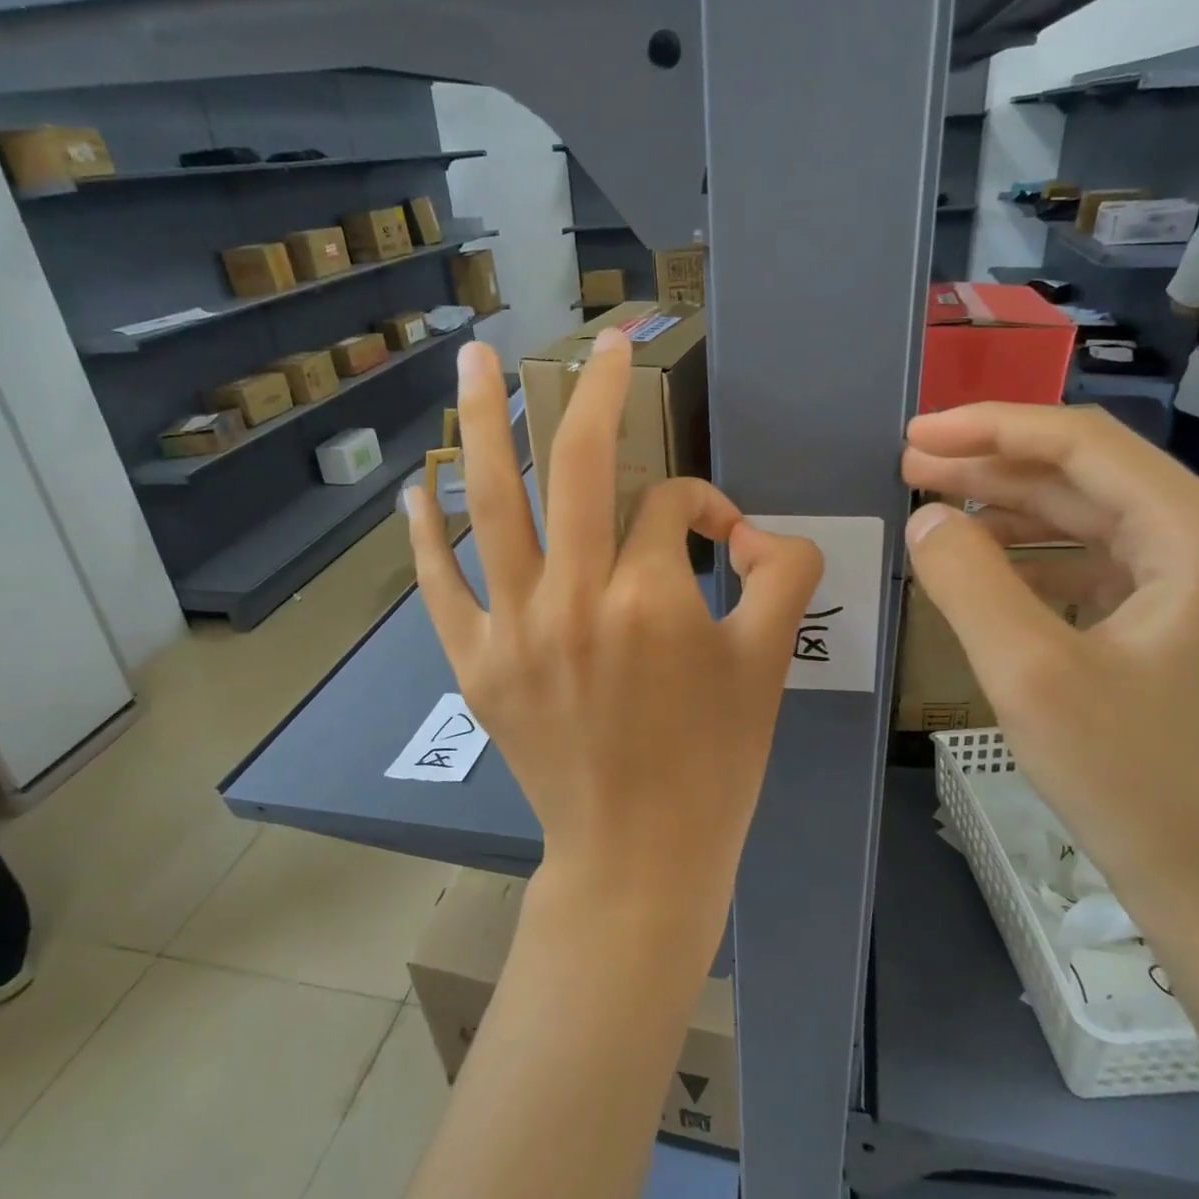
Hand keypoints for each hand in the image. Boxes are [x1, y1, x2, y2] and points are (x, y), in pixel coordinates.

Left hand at [406, 331, 822, 958]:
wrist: (637, 858)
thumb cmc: (713, 765)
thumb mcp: (769, 664)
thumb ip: (784, 576)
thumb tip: (763, 531)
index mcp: (651, 598)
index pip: (675, 506)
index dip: (708, 506)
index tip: (724, 539)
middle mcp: (573, 597)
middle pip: (574, 464)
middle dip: (591, 390)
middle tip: (598, 340)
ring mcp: (512, 629)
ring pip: (490, 502)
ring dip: (481, 421)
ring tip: (471, 356)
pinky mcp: (474, 664)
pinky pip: (438, 584)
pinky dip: (422, 532)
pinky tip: (414, 486)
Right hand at [901, 404, 1198, 963]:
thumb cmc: (1139, 784)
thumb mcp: (1031, 675)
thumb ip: (967, 581)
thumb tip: (926, 517)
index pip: (1084, 445)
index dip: (990, 428)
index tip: (914, 435)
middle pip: (1088, 478)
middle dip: (992, 468)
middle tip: (909, 467)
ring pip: (1091, 523)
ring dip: (1010, 514)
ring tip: (934, 513)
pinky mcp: (1187, 632)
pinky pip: (1099, 571)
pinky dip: (1036, 562)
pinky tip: (986, 574)